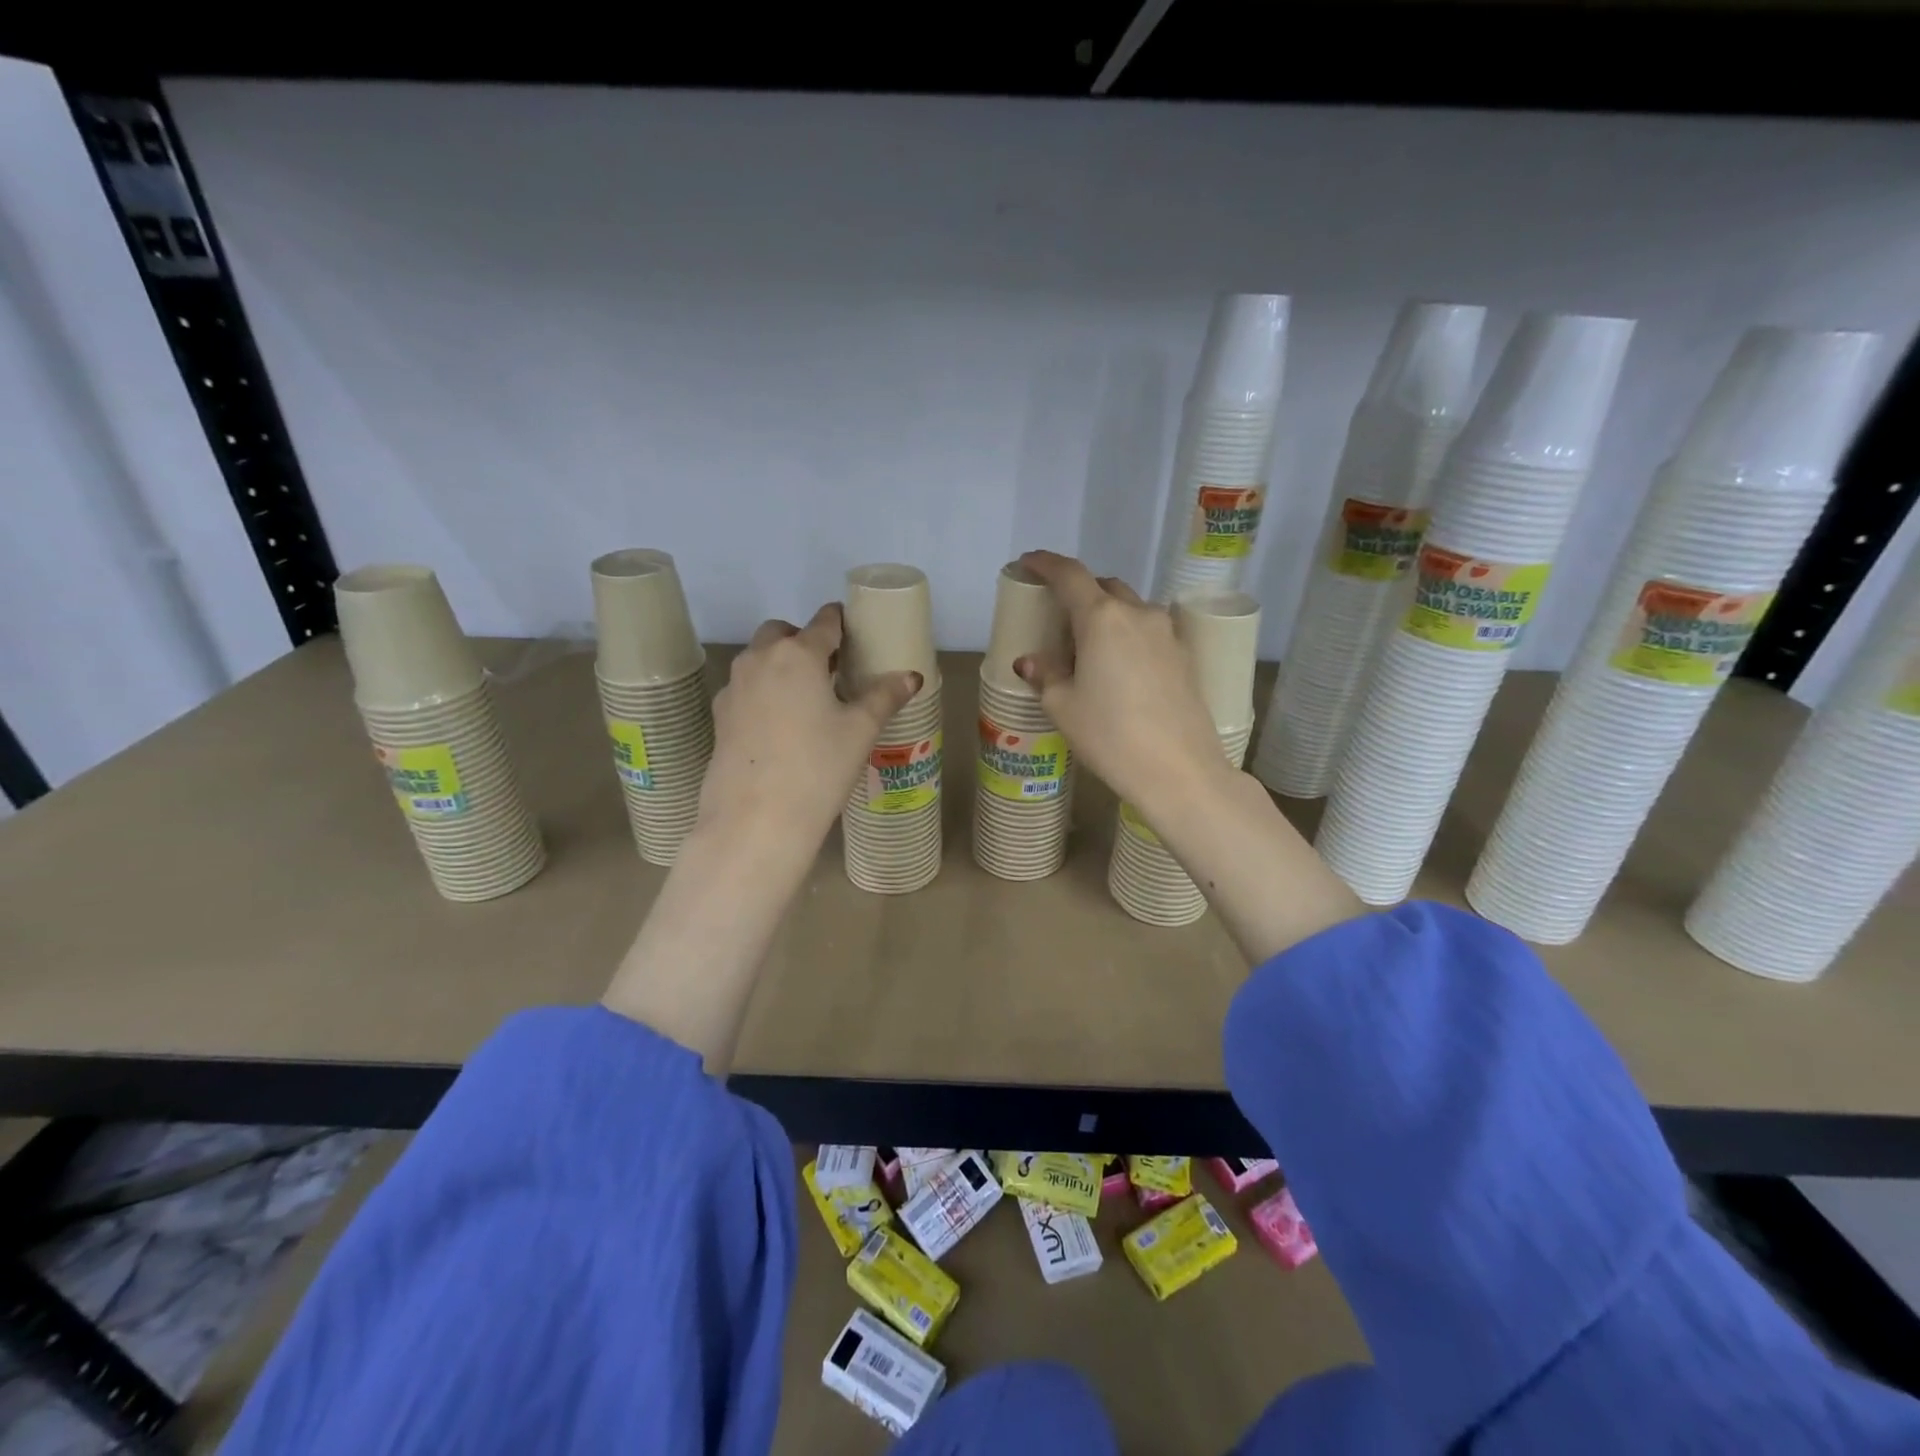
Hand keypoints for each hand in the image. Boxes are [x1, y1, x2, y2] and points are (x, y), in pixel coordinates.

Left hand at [699, 603, 921, 853]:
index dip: (842, 623)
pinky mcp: (720, 715)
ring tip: (808, 698)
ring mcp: (734, 686)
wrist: (756, 819)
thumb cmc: (818, 767)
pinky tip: (781, 725)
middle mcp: (761, 659)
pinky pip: (746, 688)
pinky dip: (764, 691)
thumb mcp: (860, 730)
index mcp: (799, 653)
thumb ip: (885, 696)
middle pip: (783, 633)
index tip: (855, 633)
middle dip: (805, 641)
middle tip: (830, 669)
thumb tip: (911, 676)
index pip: (825, 622)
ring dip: (782, 664)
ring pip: (759, 658)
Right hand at [1012, 551, 1230, 823]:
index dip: (1045, 564)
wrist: (1179, 770)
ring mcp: (1166, 633)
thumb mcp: (1063, 706)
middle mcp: (1137, 614)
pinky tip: (1118, 666)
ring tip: (1088, 646)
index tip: (1028, 563)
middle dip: (1077, 591)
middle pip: (1103, 587)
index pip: (1069, 575)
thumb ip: (1046, 674)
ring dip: (1106, 614)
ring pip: (1129, 608)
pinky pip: (1147, 631)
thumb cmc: (1110, 735)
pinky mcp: (1184, 656)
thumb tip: (1032, 661)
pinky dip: (1127, 635)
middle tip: (1056, 616)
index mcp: (1101, 618)